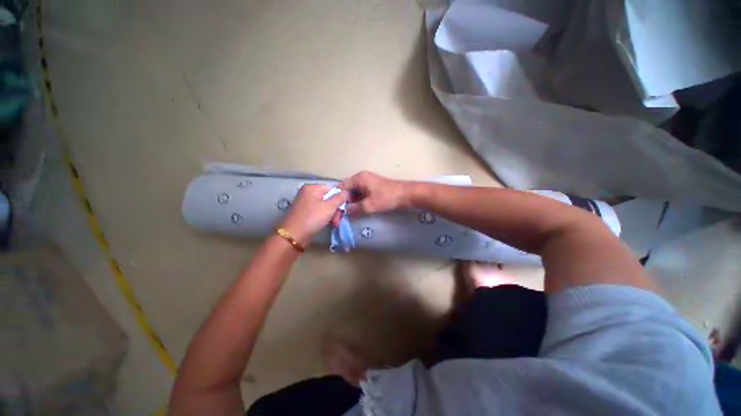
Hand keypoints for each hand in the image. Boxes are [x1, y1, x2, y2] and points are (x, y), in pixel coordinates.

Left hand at [279, 184, 347, 244]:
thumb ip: (339, 198)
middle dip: (336, 209)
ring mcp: (306, 203)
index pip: (332, 188)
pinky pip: (319, 212)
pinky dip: (325, 217)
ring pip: (325, 206)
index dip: (340, 198)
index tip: (344, 209)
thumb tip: (346, 192)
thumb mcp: (329, 207)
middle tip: (338, 219)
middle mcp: (308, 193)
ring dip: (332, 215)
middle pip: (329, 198)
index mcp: (312, 187)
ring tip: (334, 224)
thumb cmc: (312, 218)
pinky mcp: (305, 213)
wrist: (294, 236)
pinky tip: (329, 224)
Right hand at [339, 171, 408, 216]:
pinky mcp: (372, 188)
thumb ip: (355, 209)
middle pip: (347, 190)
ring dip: (351, 203)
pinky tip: (357, 210)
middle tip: (341, 214)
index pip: (341, 187)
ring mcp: (367, 183)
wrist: (405, 195)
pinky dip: (358, 202)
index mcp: (358, 179)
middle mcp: (361, 178)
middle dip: (344, 202)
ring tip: (348, 214)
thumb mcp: (369, 205)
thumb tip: (345, 213)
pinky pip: (360, 194)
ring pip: (354, 193)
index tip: (333, 209)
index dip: (337, 198)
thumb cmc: (387, 198)